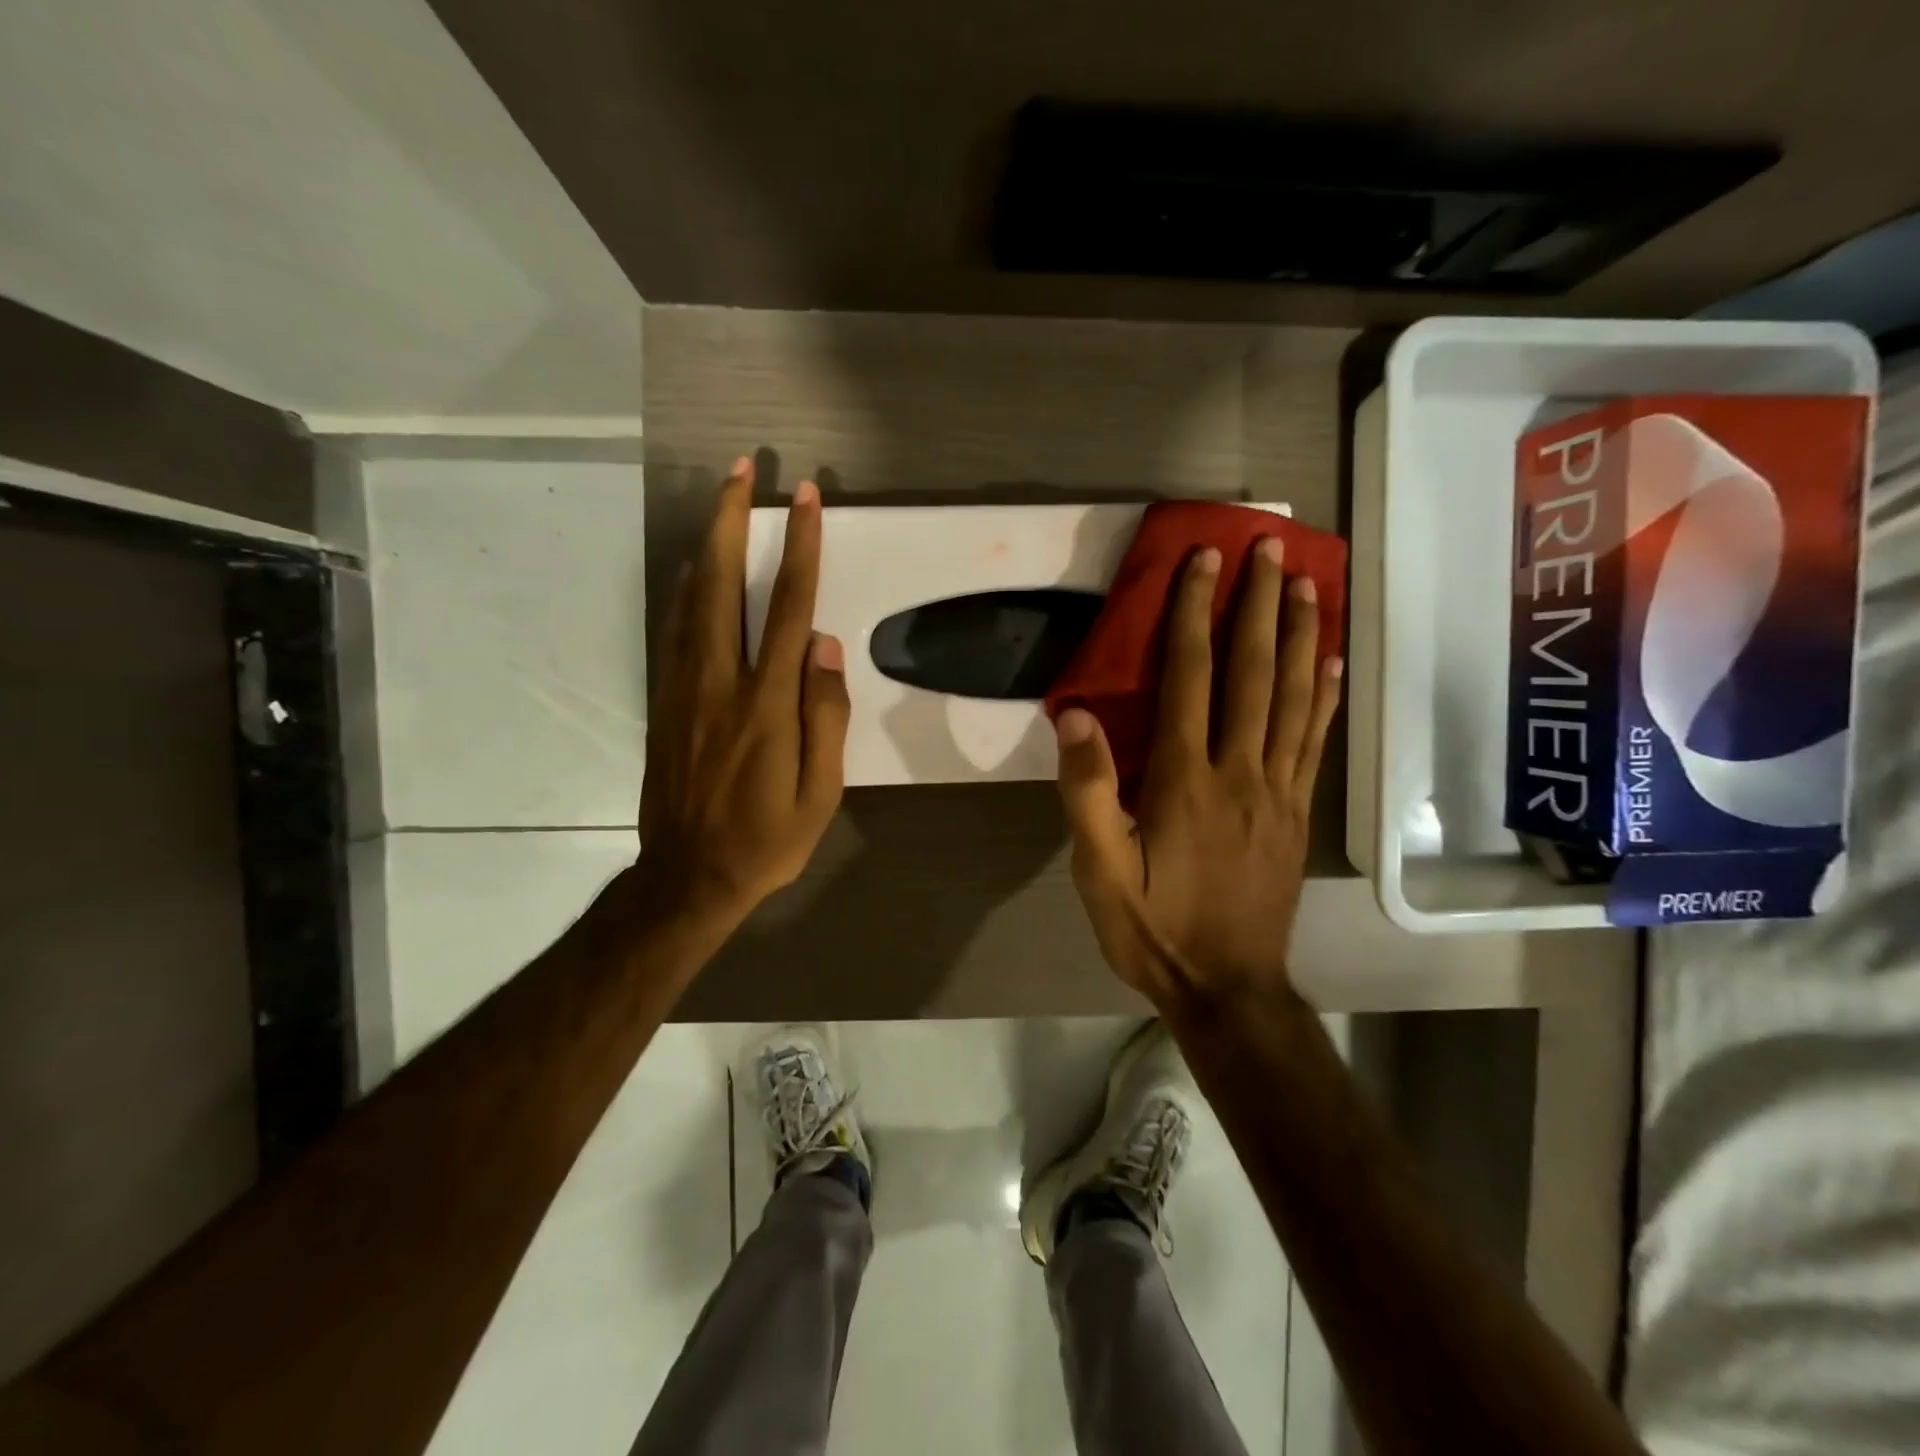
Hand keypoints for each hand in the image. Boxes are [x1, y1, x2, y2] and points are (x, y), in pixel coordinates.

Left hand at [638, 457, 849, 928]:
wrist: (689, 877)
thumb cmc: (767, 839)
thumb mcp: (820, 792)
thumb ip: (826, 715)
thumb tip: (826, 646)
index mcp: (766, 704)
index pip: (789, 608)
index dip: (800, 548)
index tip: (805, 499)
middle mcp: (720, 682)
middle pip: (724, 584)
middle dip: (733, 520)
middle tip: (741, 470)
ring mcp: (683, 689)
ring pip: (692, 600)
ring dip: (708, 545)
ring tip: (721, 502)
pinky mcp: (663, 702)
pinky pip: (674, 630)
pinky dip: (686, 590)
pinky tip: (695, 572)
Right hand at [1056, 538, 1341, 1006]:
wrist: (1228, 988)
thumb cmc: (1154, 928)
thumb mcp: (1100, 871)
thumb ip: (1089, 792)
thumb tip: (1075, 716)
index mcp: (1185, 780)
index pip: (1191, 678)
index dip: (1193, 615)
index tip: (1203, 562)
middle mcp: (1240, 771)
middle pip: (1253, 673)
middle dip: (1259, 605)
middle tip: (1270, 548)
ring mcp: (1278, 790)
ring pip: (1294, 696)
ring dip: (1301, 634)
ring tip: (1308, 583)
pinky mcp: (1298, 811)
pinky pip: (1315, 739)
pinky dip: (1325, 693)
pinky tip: (1333, 660)